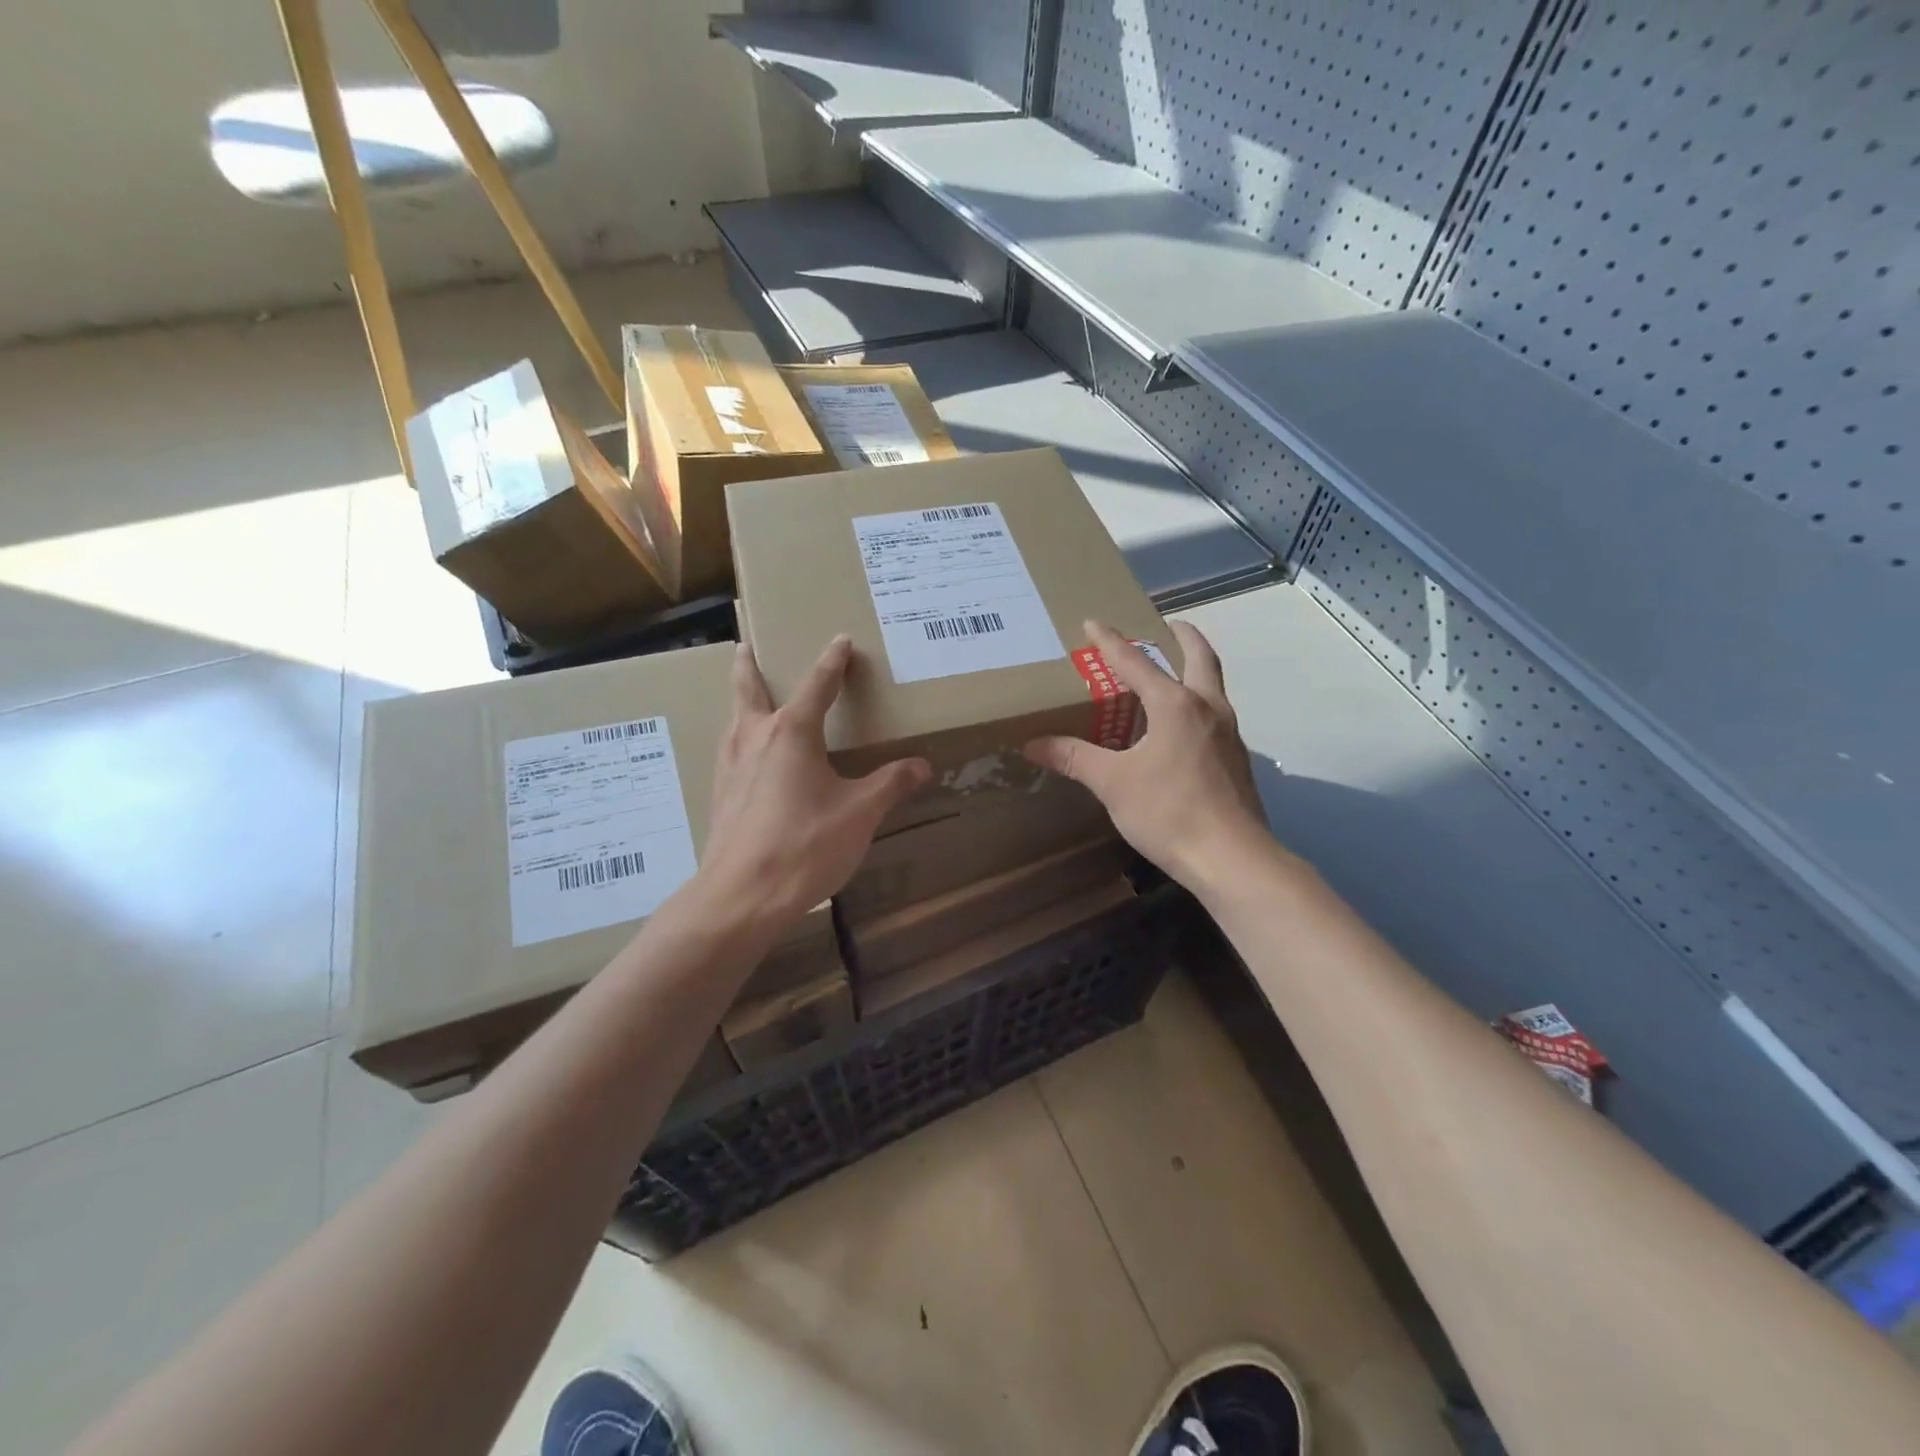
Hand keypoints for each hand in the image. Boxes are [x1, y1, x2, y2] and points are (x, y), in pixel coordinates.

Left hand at [694, 636, 930, 941]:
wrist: (741, 896)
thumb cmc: (804, 846)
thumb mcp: (860, 814)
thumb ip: (890, 785)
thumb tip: (922, 765)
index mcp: (792, 733)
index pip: (818, 685)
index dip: (832, 661)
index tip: (840, 640)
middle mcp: (755, 739)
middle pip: (749, 690)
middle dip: (749, 667)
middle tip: (744, 646)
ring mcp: (731, 767)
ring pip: (733, 720)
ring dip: (740, 701)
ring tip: (746, 697)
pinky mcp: (721, 796)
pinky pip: (730, 752)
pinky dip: (738, 738)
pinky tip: (748, 759)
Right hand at [1025, 620, 1272, 891]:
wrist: (1233, 859)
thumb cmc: (1170, 812)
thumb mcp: (1113, 783)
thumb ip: (1074, 758)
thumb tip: (1033, 744)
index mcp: (1175, 705)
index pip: (1136, 663)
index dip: (1111, 642)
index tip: (1093, 622)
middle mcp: (1207, 709)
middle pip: (1200, 658)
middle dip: (1184, 637)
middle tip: (1167, 626)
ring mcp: (1228, 734)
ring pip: (1212, 687)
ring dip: (1193, 670)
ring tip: (1170, 675)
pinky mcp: (1236, 760)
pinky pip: (1214, 715)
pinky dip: (1197, 704)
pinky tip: (1179, 729)